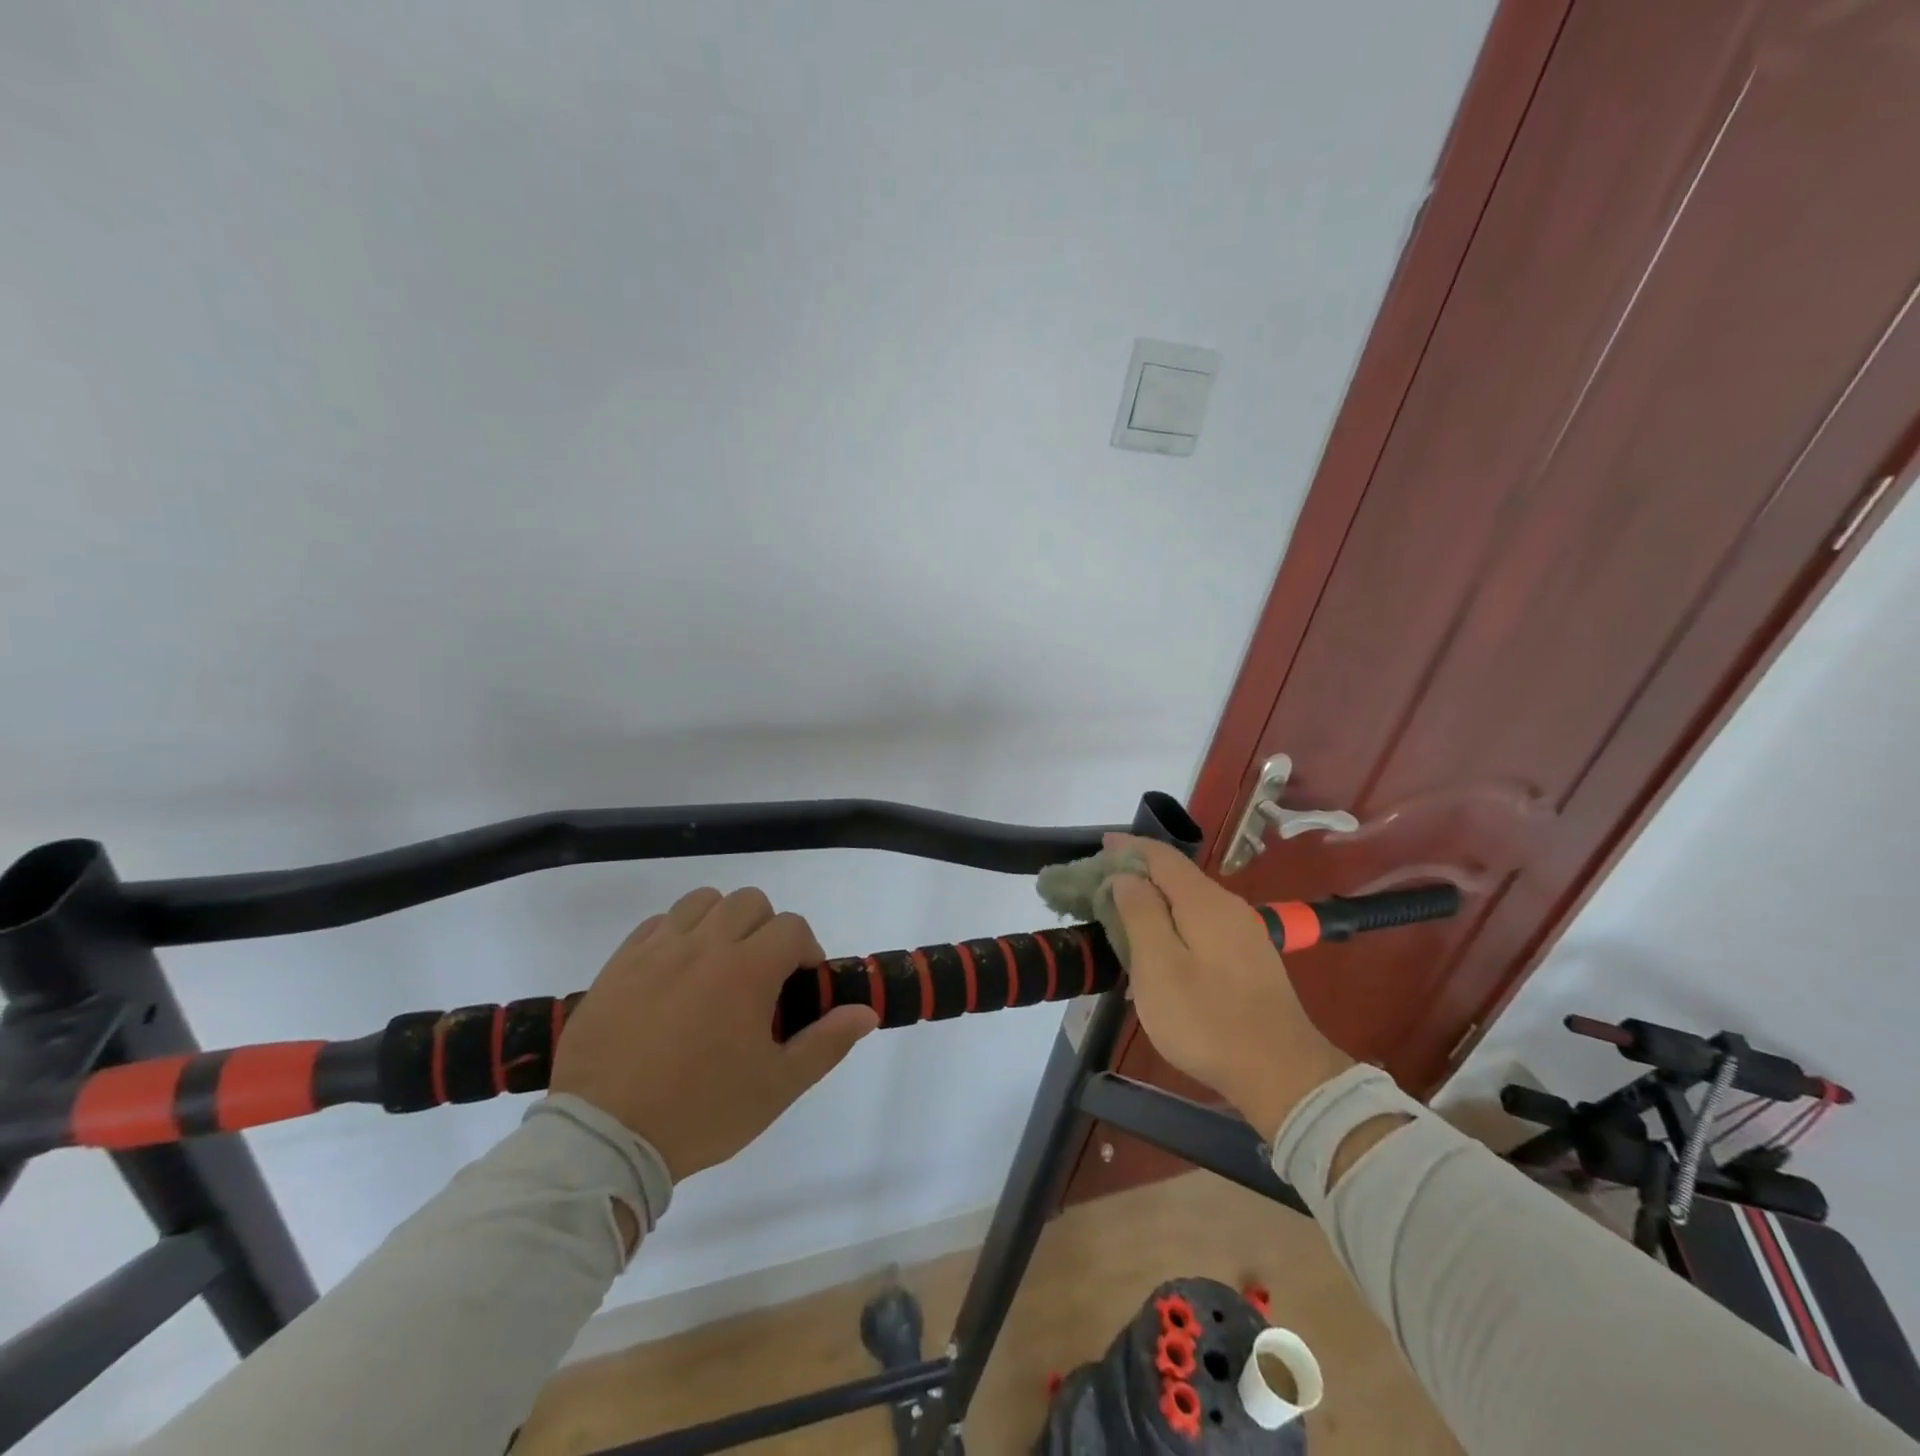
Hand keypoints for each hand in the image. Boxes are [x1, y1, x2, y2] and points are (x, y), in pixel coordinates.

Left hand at [551, 886, 877, 1181]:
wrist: (604, 1138)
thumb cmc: (700, 1111)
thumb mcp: (777, 1087)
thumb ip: (826, 1043)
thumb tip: (865, 1012)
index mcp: (747, 970)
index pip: (791, 928)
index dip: (806, 950)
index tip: (800, 985)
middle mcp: (704, 945)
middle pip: (749, 902)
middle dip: (767, 929)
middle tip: (762, 974)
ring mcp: (657, 950)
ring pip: (702, 902)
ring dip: (721, 921)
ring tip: (718, 964)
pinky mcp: (619, 964)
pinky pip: (657, 924)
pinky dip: (676, 934)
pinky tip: (675, 973)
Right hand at [1105, 833, 1351, 1139]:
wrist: (1282, 1074)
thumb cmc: (1207, 1020)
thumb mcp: (1159, 967)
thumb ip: (1140, 914)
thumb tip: (1125, 876)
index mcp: (1204, 902)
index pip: (1162, 857)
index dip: (1129, 847)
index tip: (1100, 845)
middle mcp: (1227, 907)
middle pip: (1177, 876)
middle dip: (1139, 873)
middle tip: (1101, 885)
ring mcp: (1243, 933)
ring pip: (1190, 901)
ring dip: (1155, 900)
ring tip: (1123, 914)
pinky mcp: (1249, 959)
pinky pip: (1202, 923)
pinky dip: (1173, 921)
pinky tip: (1160, 946)